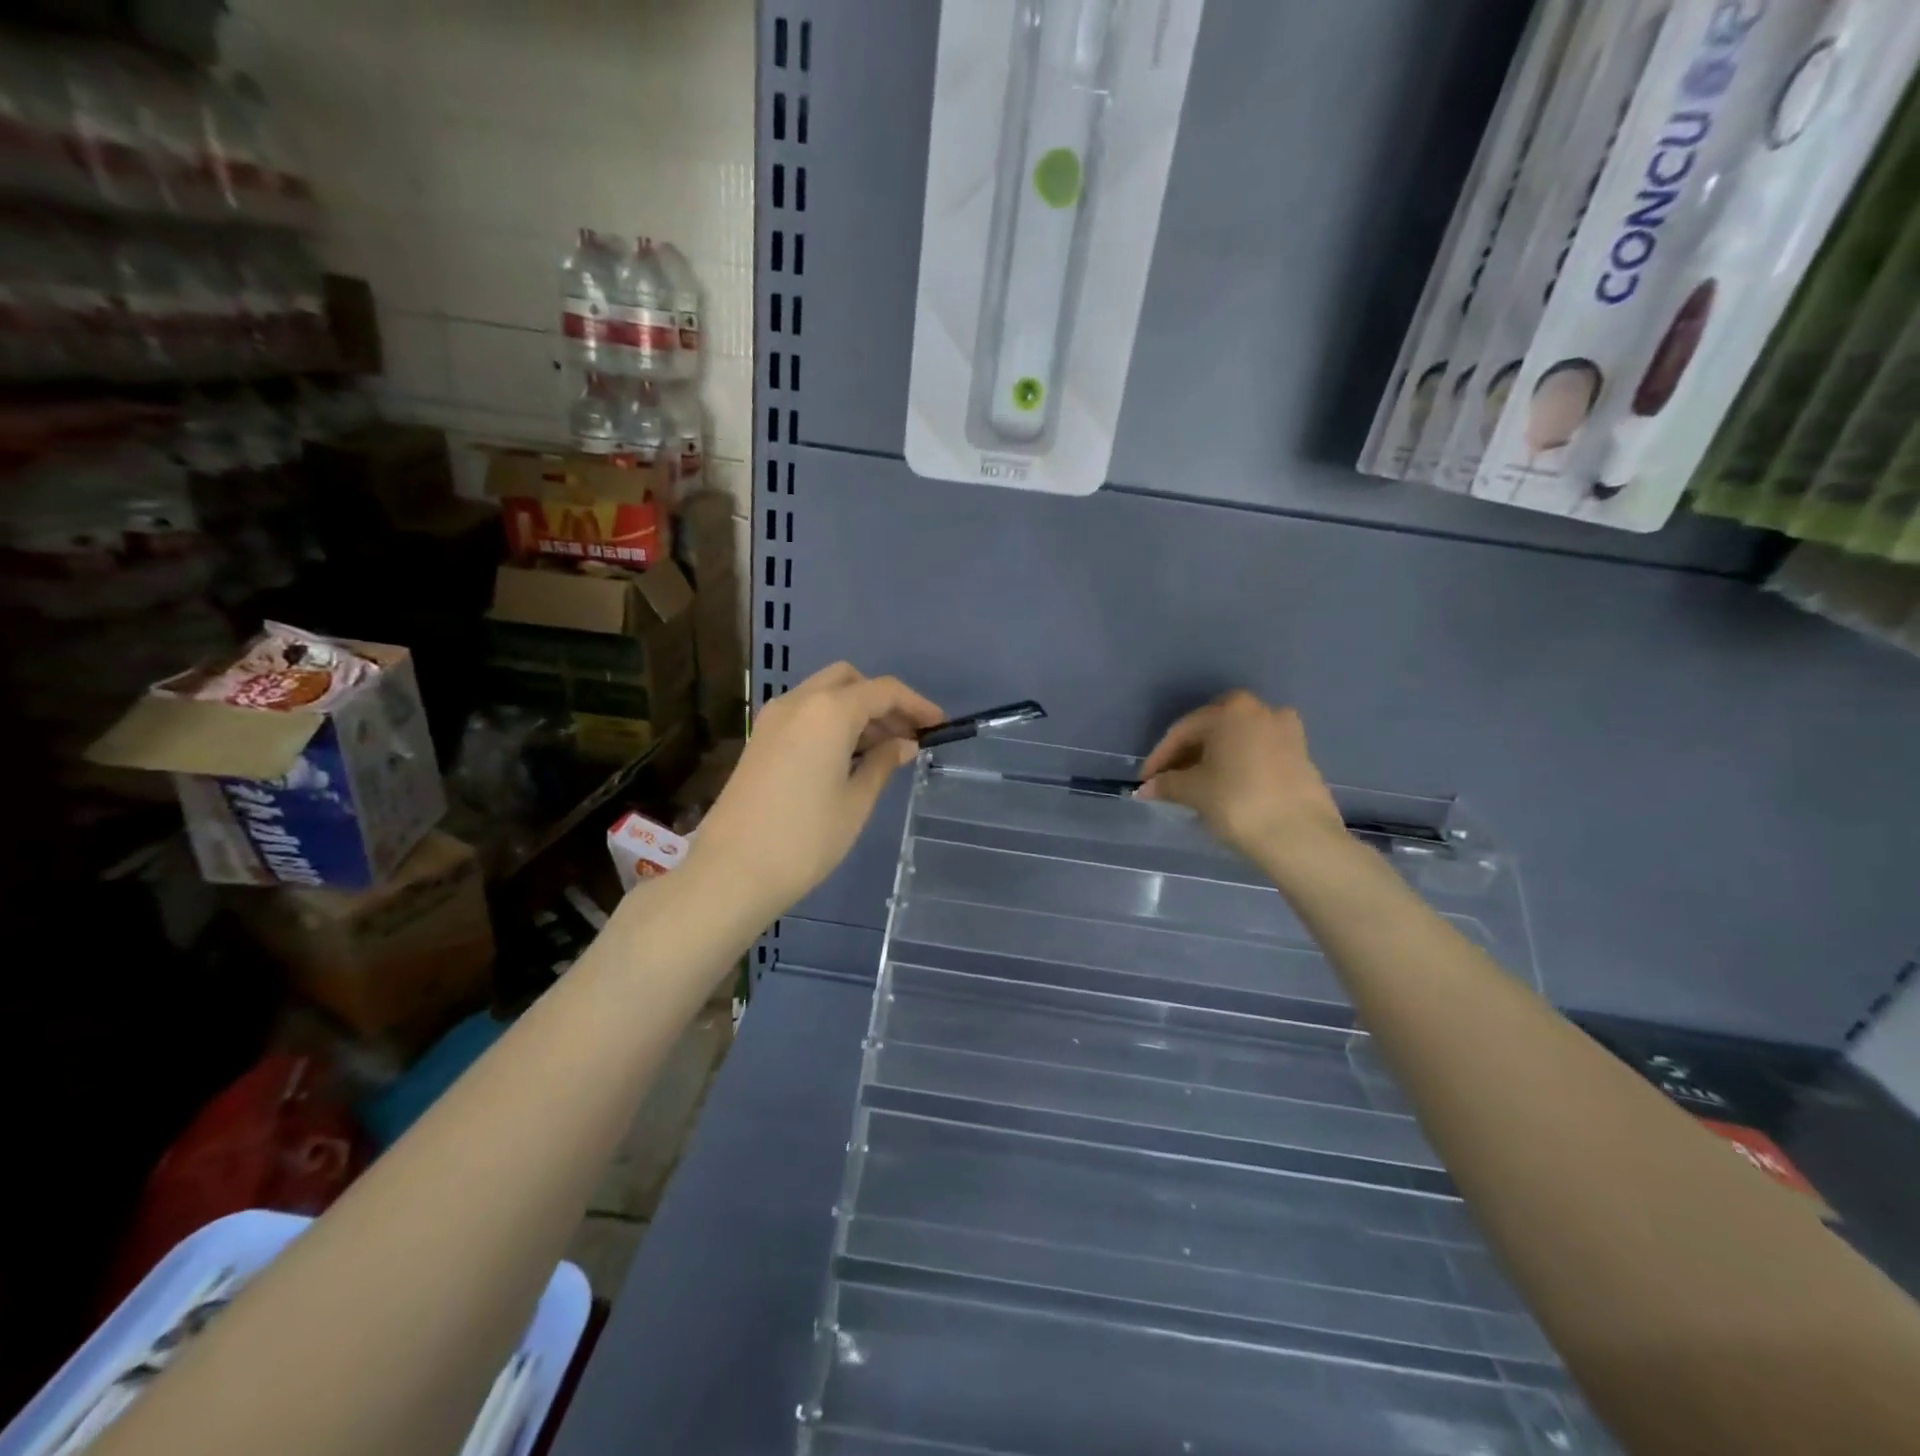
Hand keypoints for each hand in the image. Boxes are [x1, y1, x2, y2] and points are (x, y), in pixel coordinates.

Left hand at [686, 663, 942, 922]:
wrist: (732, 871)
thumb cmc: (805, 839)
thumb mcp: (856, 802)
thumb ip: (883, 763)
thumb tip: (904, 744)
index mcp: (829, 711)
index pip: (884, 691)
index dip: (917, 704)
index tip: (939, 726)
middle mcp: (799, 702)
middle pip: (850, 680)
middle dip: (882, 701)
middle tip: (906, 736)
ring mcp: (774, 718)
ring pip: (824, 694)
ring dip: (856, 710)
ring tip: (883, 751)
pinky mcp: (760, 738)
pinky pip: (805, 713)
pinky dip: (831, 722)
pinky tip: (847, 757)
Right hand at [1137, 691, 1343, 860]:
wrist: (1300, 836)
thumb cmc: (1238, 802)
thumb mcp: (1193, 791)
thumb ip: (1167, 784)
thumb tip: (1147, 788)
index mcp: (1231, 710)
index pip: (1183, 731)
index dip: (1159, 757)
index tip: (1145, 781)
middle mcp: (1261, 710)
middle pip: (1212, 731)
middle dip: (1187, 755)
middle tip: (1169, 781)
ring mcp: (1286, 731)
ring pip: (1236, 741)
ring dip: (1213, 759)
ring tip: (1197, 786)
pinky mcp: (1302, 755)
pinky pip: (1258, 754)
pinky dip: (1238, 766)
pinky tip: (1227, 788)